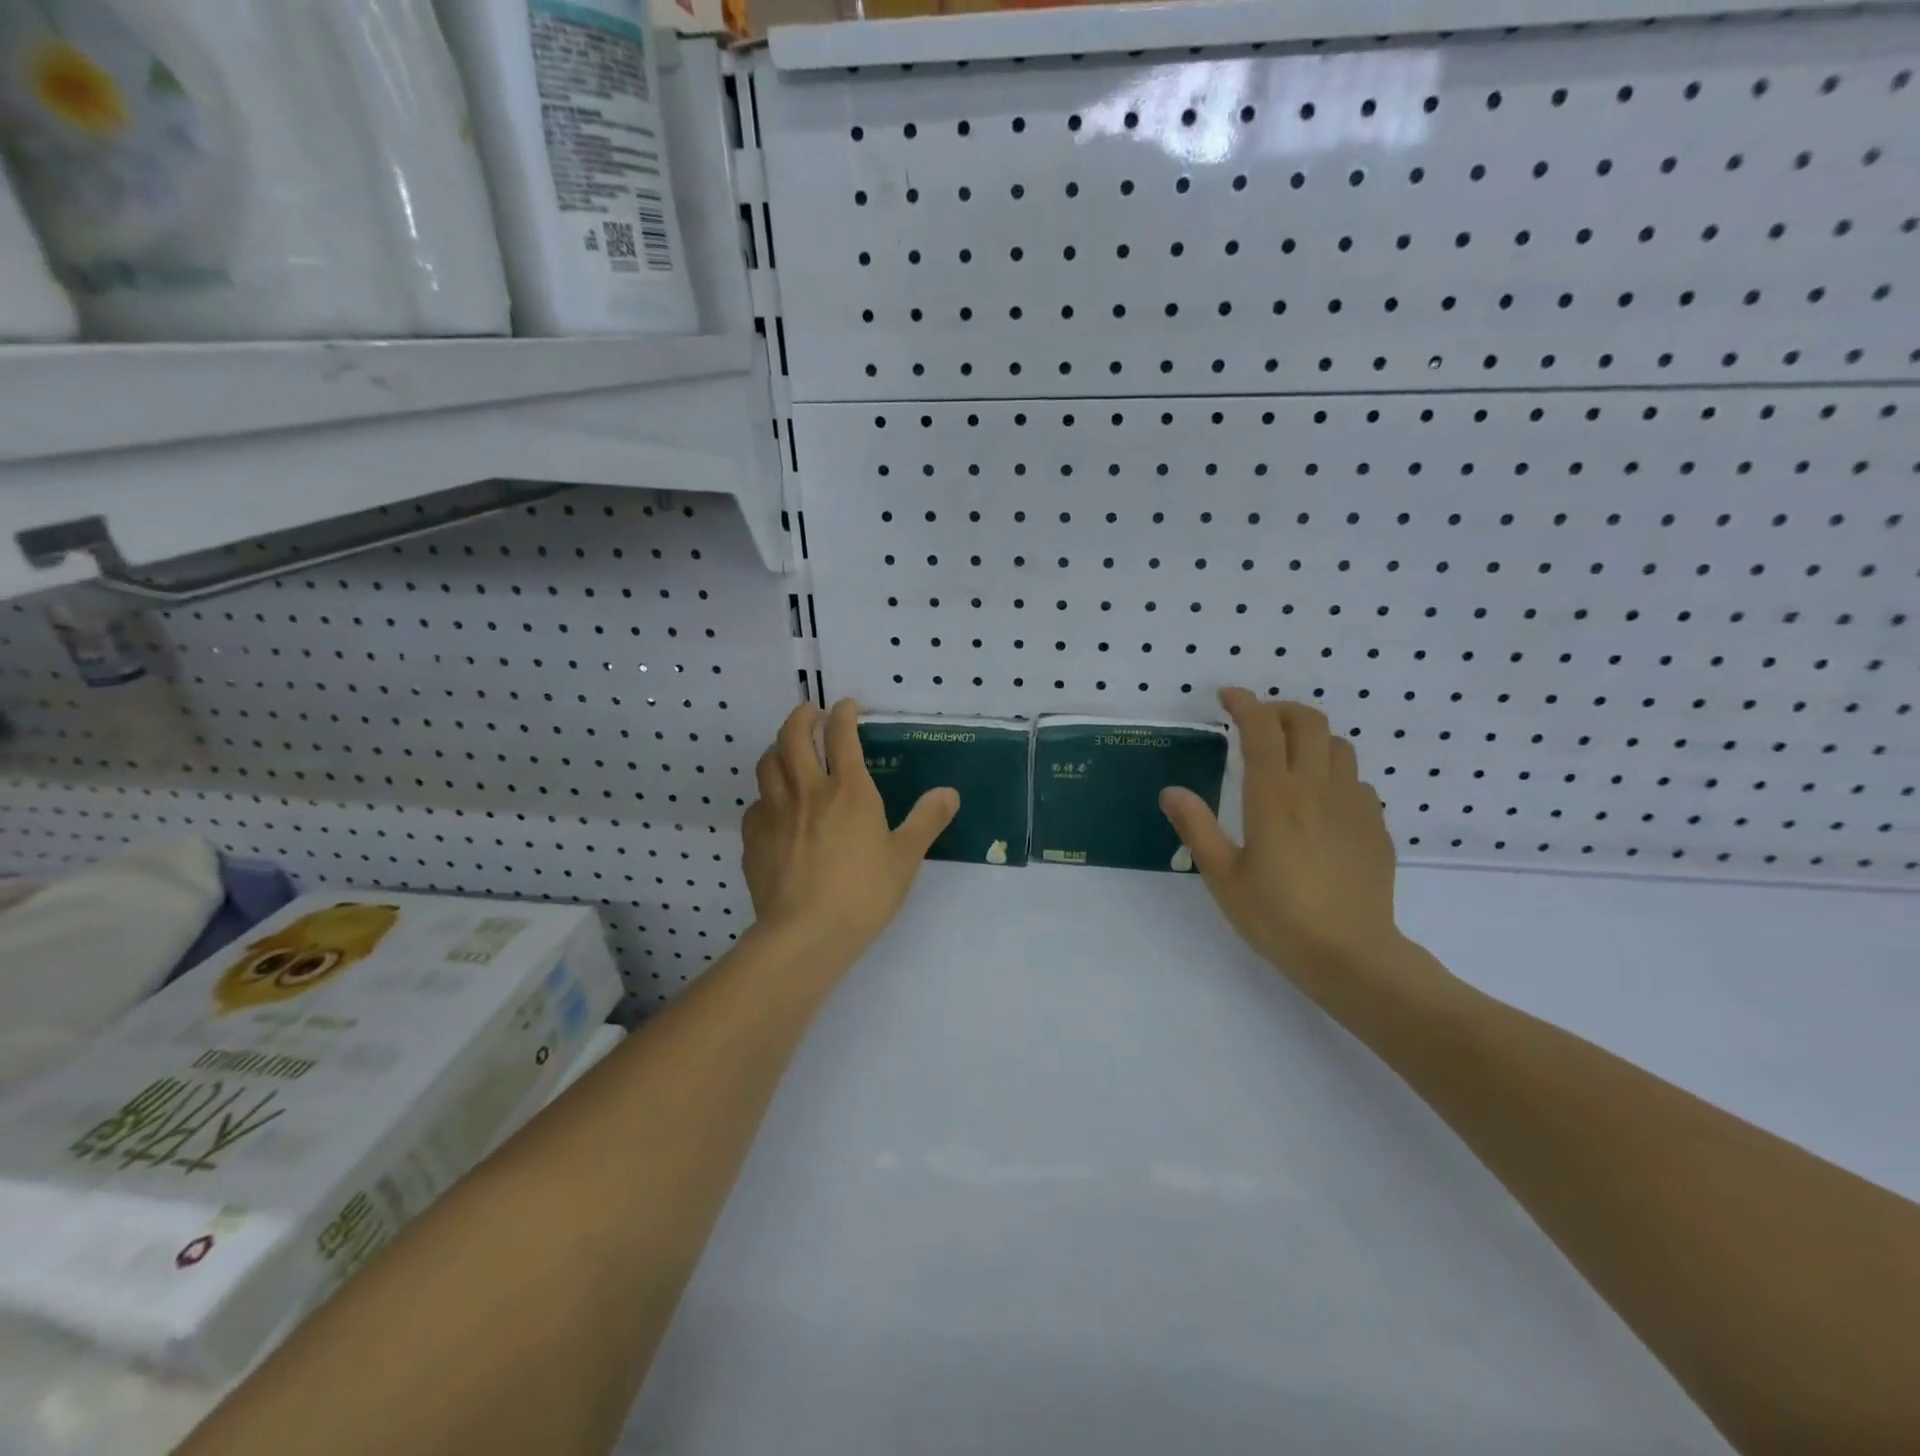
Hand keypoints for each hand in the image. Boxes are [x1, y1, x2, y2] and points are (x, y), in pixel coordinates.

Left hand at [742, 698, 958, 962]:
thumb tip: (949, 792)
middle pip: (793, 736)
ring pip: (767, 764)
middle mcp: (807, 791)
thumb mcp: (905, 857)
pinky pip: (756, 804)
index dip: (844, 714)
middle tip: (811, 713)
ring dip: (778, 749)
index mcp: (848, 790)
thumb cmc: (863, 893)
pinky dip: (766, 796)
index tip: (847, 706)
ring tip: (788, 751)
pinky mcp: (754, 838)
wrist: (806, 934)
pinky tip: (774, 809)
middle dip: (802, 716)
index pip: (842, 736)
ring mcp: (774, 813)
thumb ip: (927, 820)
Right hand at [1159, 689, 1414, 1003]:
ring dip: (1311, 738)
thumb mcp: (1223, 875)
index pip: (1261, 728)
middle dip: (1280, 710)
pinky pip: (1356, 781)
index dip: (1244, 703)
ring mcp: (1352, 805)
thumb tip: (1171, 791)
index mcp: (1273, 796)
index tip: (1227, 697)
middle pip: (1308, 722)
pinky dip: (1334, 774)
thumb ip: (1196, 827)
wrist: (1351, 955)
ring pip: (1338, 746)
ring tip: (1289, 756)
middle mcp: (1316, 788)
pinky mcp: (1375, 826)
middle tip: (1257, 722)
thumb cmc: (1277, 917)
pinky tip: (1321, 802)